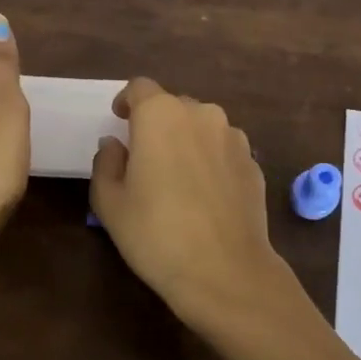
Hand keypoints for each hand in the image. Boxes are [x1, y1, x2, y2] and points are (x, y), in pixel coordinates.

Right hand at [88, 77, 285, 341]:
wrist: (225, 271)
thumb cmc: (156, 233)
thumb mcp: (110, 202)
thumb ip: (106, 163)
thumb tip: (115, 145)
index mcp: (160, 115)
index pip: (140, 88)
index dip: (127, 101)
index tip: (119, 120)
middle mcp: (202, 115)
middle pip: (174, 106)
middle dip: (157, 124)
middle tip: (144, 157)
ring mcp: (234, 139)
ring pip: (202, 127)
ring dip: (187, 141)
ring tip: (177, 177)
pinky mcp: (254, 165)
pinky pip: (224, 151)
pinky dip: (210, 162)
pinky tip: (204, 196)